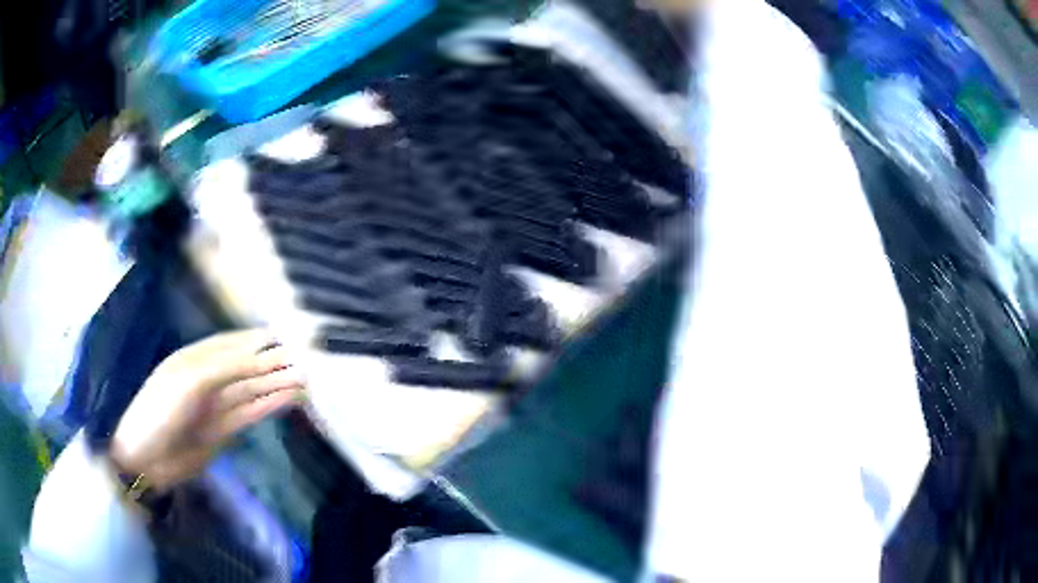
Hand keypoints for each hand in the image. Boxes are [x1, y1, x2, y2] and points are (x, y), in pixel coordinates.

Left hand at [110, 329, 304, 490]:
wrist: (147, 458)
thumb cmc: (161, 409)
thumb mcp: (192, 380)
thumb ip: (229, 366)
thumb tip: (267, 355)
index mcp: (196, 358)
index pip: (233, 343)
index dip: (259, 338)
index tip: (289, 334)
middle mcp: (209, 379)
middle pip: (246, 367)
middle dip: (273, 362)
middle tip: (307, 359)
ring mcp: (217, 406)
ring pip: (252, 390)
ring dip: (276, 384)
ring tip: (307, 379)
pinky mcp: (224, 431)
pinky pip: (251, 413)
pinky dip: (270, 406)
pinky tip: (289, 399)